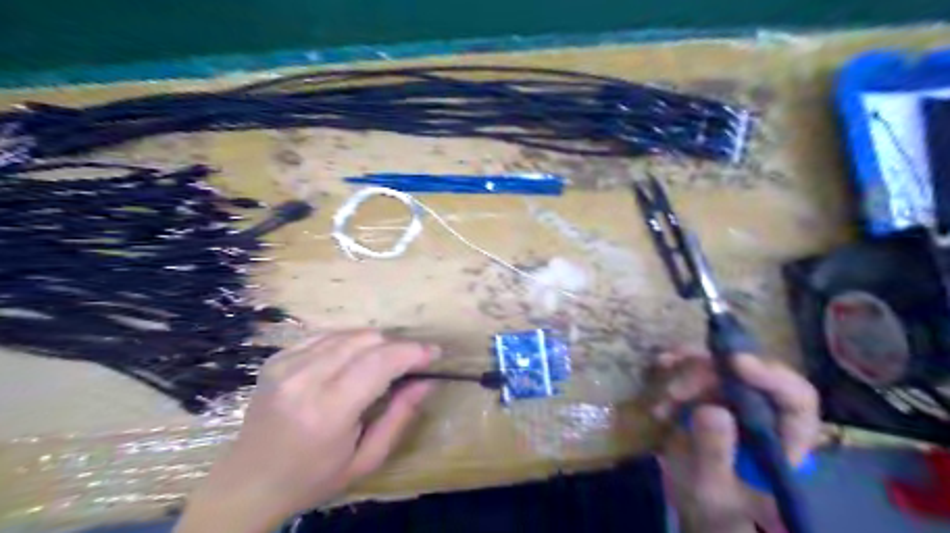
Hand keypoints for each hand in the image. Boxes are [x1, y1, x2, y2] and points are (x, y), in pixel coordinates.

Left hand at [172, 330, 437, 531]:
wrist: (247, 483)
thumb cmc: (312, 479)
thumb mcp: (365, 459)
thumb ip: (400, 417)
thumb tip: (427, 381)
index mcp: (327, 410)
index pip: (380, 362)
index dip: (412, 352)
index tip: (435, 352)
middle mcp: (304, 378)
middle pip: (367, 340)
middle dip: (397, 347)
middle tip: (411, 364)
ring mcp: (286, 364)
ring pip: (349, 333)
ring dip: (376, 343)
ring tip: (385, 363)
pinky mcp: (277, 358)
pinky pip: (326, 335)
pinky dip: (349, 342)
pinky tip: (354, 360)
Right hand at [655, 349, 816, 532]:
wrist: (698, 507)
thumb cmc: (716, 508)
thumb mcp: (711, 487)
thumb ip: (714, 452)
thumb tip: (711, 408)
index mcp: (786, 440)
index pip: (795, 399)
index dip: (771, 376)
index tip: (734, 363)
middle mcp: (767, 413)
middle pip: (748, 375)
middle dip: (710, 375)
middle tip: (674, 391)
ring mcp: (739, 400)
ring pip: (720, 367)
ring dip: (688, 372)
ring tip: (664, 395)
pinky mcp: (712, 393)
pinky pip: (697, 368)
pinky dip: (677, 365)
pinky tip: (661, 366)